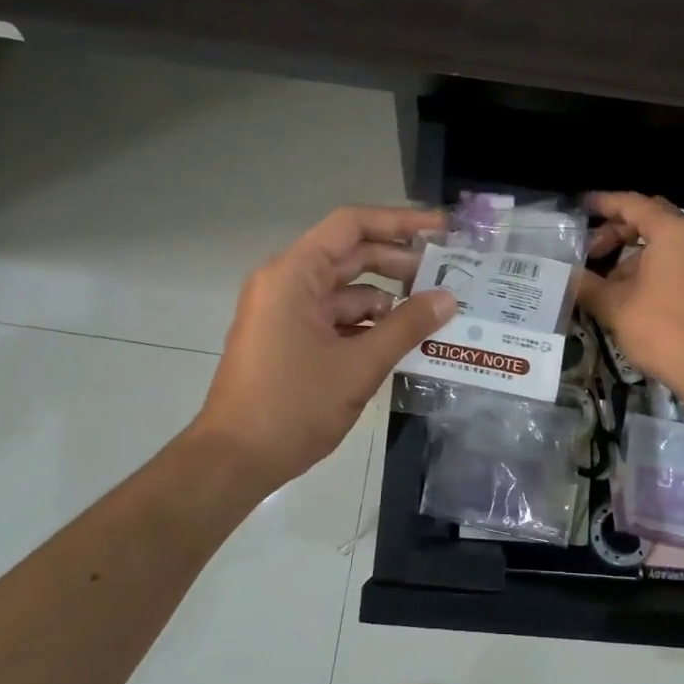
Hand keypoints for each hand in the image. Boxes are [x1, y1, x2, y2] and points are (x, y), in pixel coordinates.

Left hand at [193, 206, 457, 494]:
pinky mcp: (288, 339)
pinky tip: (401, 340)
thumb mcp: (359, 366)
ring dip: (386, 299)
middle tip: (447, 274)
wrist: (234, 461)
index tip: (441, 229)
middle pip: (350, 255)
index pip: (351, 226)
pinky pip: (334, 318)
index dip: (399, 222)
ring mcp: (285, 312)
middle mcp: (286, 283)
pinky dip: (366, 324)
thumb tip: (449, 299)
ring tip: (432, 313)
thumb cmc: (293, 407)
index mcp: (293, 275)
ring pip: (345, 291)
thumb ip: (407, 327)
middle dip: (398, 263)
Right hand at [578, 192, 683, 398]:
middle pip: (650, 221)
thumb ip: (587, 286)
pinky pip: (676, 264)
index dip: (603, 203)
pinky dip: (651, 270)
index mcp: (673, 231)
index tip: (580, 206)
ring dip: (632, 257)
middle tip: (590, 251)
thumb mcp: (616, 306)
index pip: (632, 203)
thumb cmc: (665, 329)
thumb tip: (564, 276)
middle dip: (617, 232)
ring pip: (663, 245)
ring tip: (605, 283)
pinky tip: (630, 298)